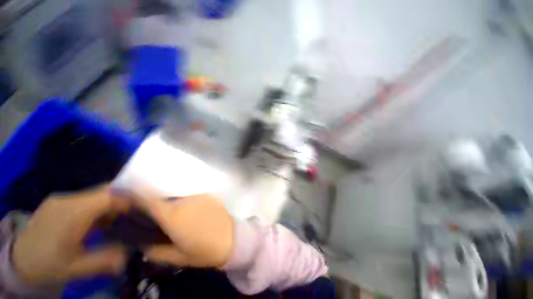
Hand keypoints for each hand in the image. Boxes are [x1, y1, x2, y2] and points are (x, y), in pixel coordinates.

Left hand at [12, 185, 130, 284]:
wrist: (18, 261)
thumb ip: (106, 258)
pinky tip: (102, 220)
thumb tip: (133, 251)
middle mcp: (66, 199)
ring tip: (121, 218)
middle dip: (124, 200)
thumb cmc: (47, 265)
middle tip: (137, 212)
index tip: (144, 208)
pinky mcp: (60, 202)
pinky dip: (101, 206)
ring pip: (97, 194)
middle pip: (104, 191)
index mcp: (70, 213)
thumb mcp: (76, 268)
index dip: (129, 199)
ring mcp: (62, 199)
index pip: (108, 196)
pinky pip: (88, 199)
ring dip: (112, 203)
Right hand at [134, 193, 234, 268]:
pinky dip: (189, 205)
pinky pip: (192, 198)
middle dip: (160, 209)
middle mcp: (184, 201)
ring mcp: (198, 196)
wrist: (231, 239)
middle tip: (162, 221)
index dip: (139, 196)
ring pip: (179, 200)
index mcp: (173, 216)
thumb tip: (141, 242)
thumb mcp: (176, 257)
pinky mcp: (209, 195)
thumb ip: (154, 250)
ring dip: (176, 207)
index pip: (150, 200)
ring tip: (182, 219)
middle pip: (165, 201)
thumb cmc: (203, 251)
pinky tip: (195, 215)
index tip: (131, 196)